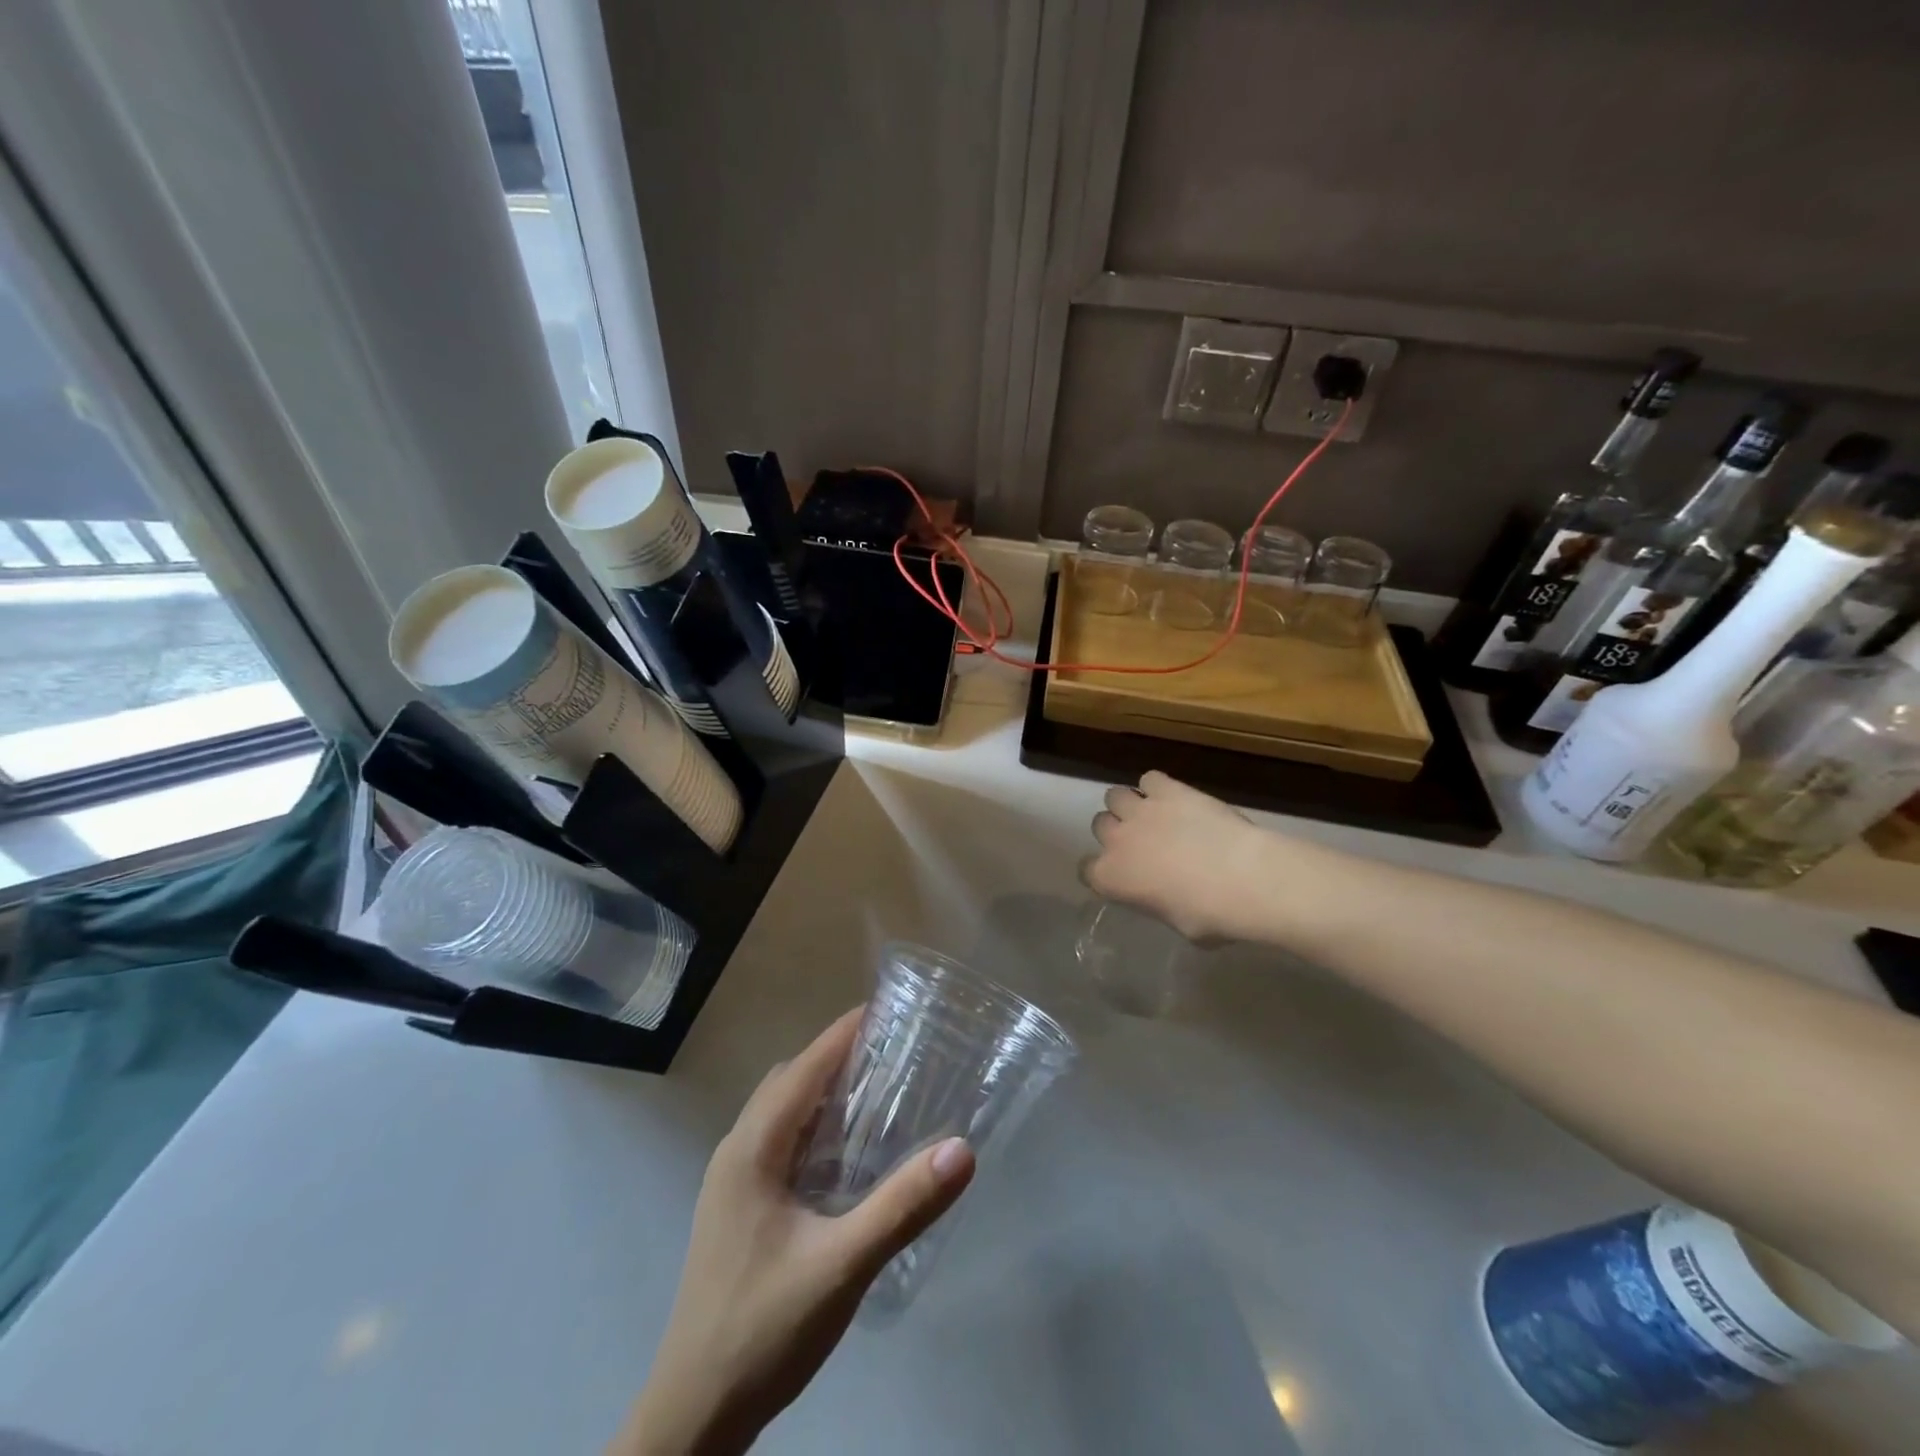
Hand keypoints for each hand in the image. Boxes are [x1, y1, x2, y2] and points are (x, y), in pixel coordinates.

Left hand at [613, 1011, 975, 1455]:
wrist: (693, 1416)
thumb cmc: (763, 1329)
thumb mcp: (842, 1267)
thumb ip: (902, 1207)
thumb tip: (962, 1148)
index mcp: (752, 1149)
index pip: (804, 1067)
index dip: (843, 1034)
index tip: (887, 1010)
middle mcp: (737, 1151)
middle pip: (790, 1081)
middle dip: (837, 1057)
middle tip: (892, 1053)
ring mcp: (732, 1182)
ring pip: (781, 1112)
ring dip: (823, 1092)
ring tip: (877, 1092)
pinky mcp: (738, 1208)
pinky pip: (779, 1142)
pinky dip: (813, 1126)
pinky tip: (846, 1154)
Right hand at [1083, 771, 1274, 942]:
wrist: (1245, 879)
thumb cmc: (1211, 916)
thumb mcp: (1175, 922)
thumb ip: (1158, 901)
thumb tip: (1167, 894)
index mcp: (1112, 878)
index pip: (1086, 870)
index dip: (1102, 871)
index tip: (1120, 875)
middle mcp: (1117, 840)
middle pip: (1099, 825)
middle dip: (1115, 832)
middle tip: (1140, 843)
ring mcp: (1141, 810)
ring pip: (1115, 795)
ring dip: (1129, 805)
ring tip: (1153, 816)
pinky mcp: (1169, 790)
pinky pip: (1150, 779)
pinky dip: (1158, 787)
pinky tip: (1175, 799)